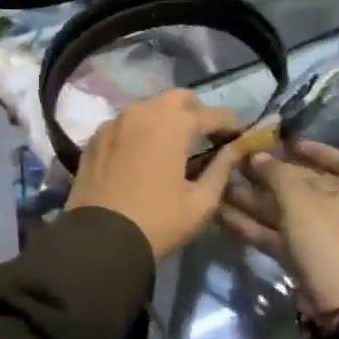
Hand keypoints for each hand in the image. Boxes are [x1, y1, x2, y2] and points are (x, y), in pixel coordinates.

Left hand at [66, 90, 247, 260]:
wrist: (100, 240)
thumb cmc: (158, 221)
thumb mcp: (201, 202)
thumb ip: (221, 170)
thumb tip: (235, 150)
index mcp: (173, 123)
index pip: (212, 114)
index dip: (230, 123)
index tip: (241, 134)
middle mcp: (143, 111)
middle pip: (178, 98)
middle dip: (196, 111)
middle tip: (206, 135)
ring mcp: (116, 120)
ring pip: (148, 107)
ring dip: (165, 118)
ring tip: (174, 143)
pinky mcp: (97, 136)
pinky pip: (125, 122)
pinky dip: (140, 130)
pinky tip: (143, 152)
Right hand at [220, 139, 338, 312]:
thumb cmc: (326, 236)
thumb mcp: (297, 198)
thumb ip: (274, 172)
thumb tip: (257, 156)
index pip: (331, 156)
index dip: (303, 147)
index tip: (275, 142)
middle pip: (303, 183)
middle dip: (267, 176)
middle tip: (235, 164)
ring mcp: (327, 233)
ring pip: (286, 209)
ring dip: (255, 200)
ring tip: (221, 187)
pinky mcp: (309, 255)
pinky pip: (281, 233)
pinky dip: (256, 225)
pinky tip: (223, 215)